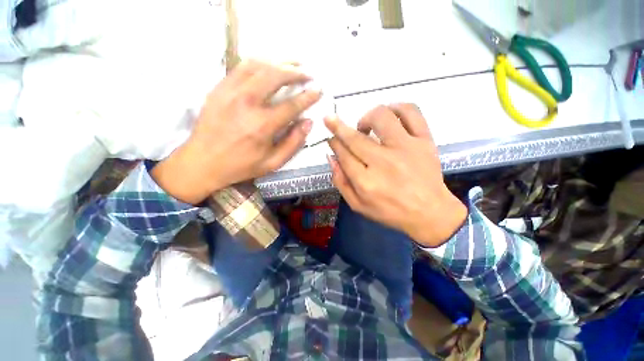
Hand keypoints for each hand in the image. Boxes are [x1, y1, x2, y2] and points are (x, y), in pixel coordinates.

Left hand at [152, 60, 320, 203]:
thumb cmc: (241, 165)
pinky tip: (269, 64)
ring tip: (293, 64)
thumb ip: (293, 143)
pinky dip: (260, 62)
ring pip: (259, 66)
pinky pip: (241, 67)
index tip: (319, 90)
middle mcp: (247, 103)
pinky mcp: (219, 88)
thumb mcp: (273, 162)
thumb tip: (308, 123)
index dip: (308, 96)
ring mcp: (230, 92)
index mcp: (263, 126)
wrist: (203, 162)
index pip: (292, 105)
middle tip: (308, 74)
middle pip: (276, 76)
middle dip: (296, 72)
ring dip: (280, 62)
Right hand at [325, 104, 466, 247]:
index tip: (331, 137)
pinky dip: (397, 107)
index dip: (334, 142)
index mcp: (366, 182)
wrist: (430, 212)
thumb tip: (331, 157)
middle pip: (355, 137)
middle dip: (338, 126)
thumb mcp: (358, 205)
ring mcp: (405, 148)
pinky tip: (390, 115)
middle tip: (332, 121)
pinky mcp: (424, 141)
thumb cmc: (390, 212)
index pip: (343, 154)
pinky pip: (411, 113)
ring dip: (366, 117)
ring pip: (381, 117)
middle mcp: (383, 162)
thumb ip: (341, 182)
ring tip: (365, 126)